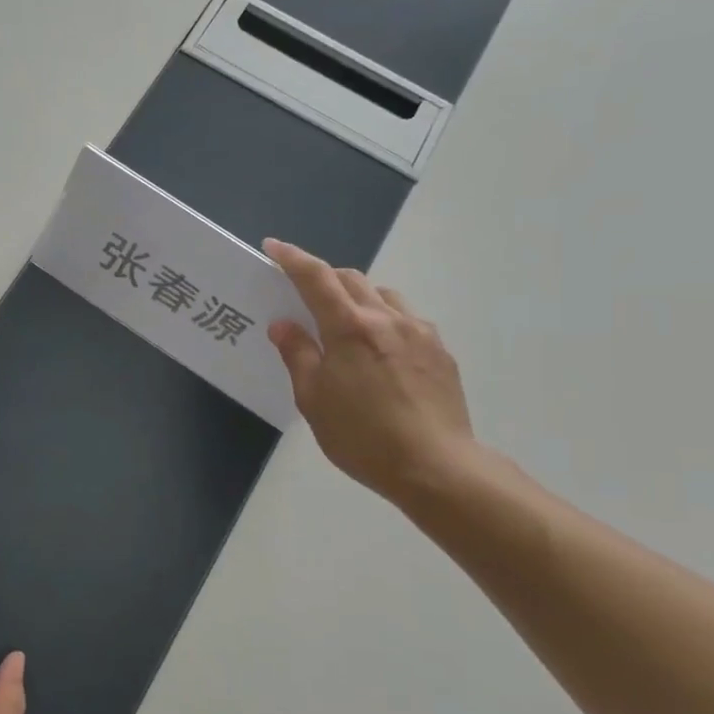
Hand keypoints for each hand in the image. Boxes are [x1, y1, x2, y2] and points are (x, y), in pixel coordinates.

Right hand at [263, 239, 477, 504]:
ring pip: (383, 295)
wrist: (436, 467)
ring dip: (358, 297)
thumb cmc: (362, 436)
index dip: (292, 258)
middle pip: (352, 279)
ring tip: (345, 325)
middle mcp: (386, 318)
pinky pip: (406, 319)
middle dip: (324, 278)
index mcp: (349, 328)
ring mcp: (420, 332)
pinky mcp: (440, 351)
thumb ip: (298, 355)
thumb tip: (284, 325)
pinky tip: (379, 351)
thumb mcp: (313, 399)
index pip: (315, 278)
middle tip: (305, 297)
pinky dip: (384, 320)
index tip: (273, 247)